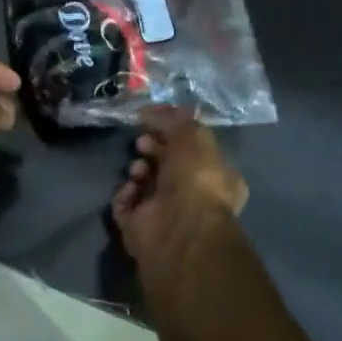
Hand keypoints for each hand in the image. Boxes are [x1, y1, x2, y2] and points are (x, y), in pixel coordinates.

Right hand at [111, 107, 247, 265]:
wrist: (179, 229)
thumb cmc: (196, 179)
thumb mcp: (193, 136)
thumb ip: (173, 119)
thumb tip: (149, 111)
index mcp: (216, 176)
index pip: (194, 149)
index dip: (175, 133)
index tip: (156, 121)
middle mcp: (193, 196)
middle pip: (167, 164)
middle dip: (153, 149)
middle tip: (142, 142)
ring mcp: (165, 213)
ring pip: (144, 182)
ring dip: (138, 169)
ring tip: (138, 169)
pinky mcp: (139, 227)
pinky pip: (125, 203)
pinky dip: (124, 193)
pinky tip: (130, 188)